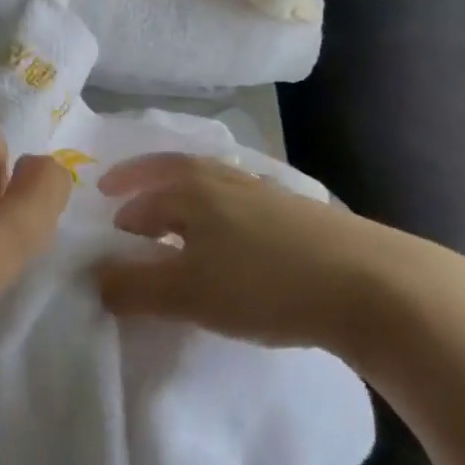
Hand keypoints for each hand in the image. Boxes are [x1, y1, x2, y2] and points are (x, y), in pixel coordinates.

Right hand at [93, 153, 464, 379]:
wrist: (369, 284)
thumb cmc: (264, 285)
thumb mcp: (188, 294)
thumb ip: (134, 288)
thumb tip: (96, 279)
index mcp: (192, 191)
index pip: (142, 201)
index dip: (120, 218)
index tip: (107, 239)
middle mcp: (226, 180)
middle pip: (175, 171)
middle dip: (143, 179)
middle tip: (119, 188)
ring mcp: (267, 192)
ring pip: (213, 182)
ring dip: (184, 192)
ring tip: (174, 212)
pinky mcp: (301, 213)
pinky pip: (243, 200)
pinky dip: (221, 208)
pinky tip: (233, 232)